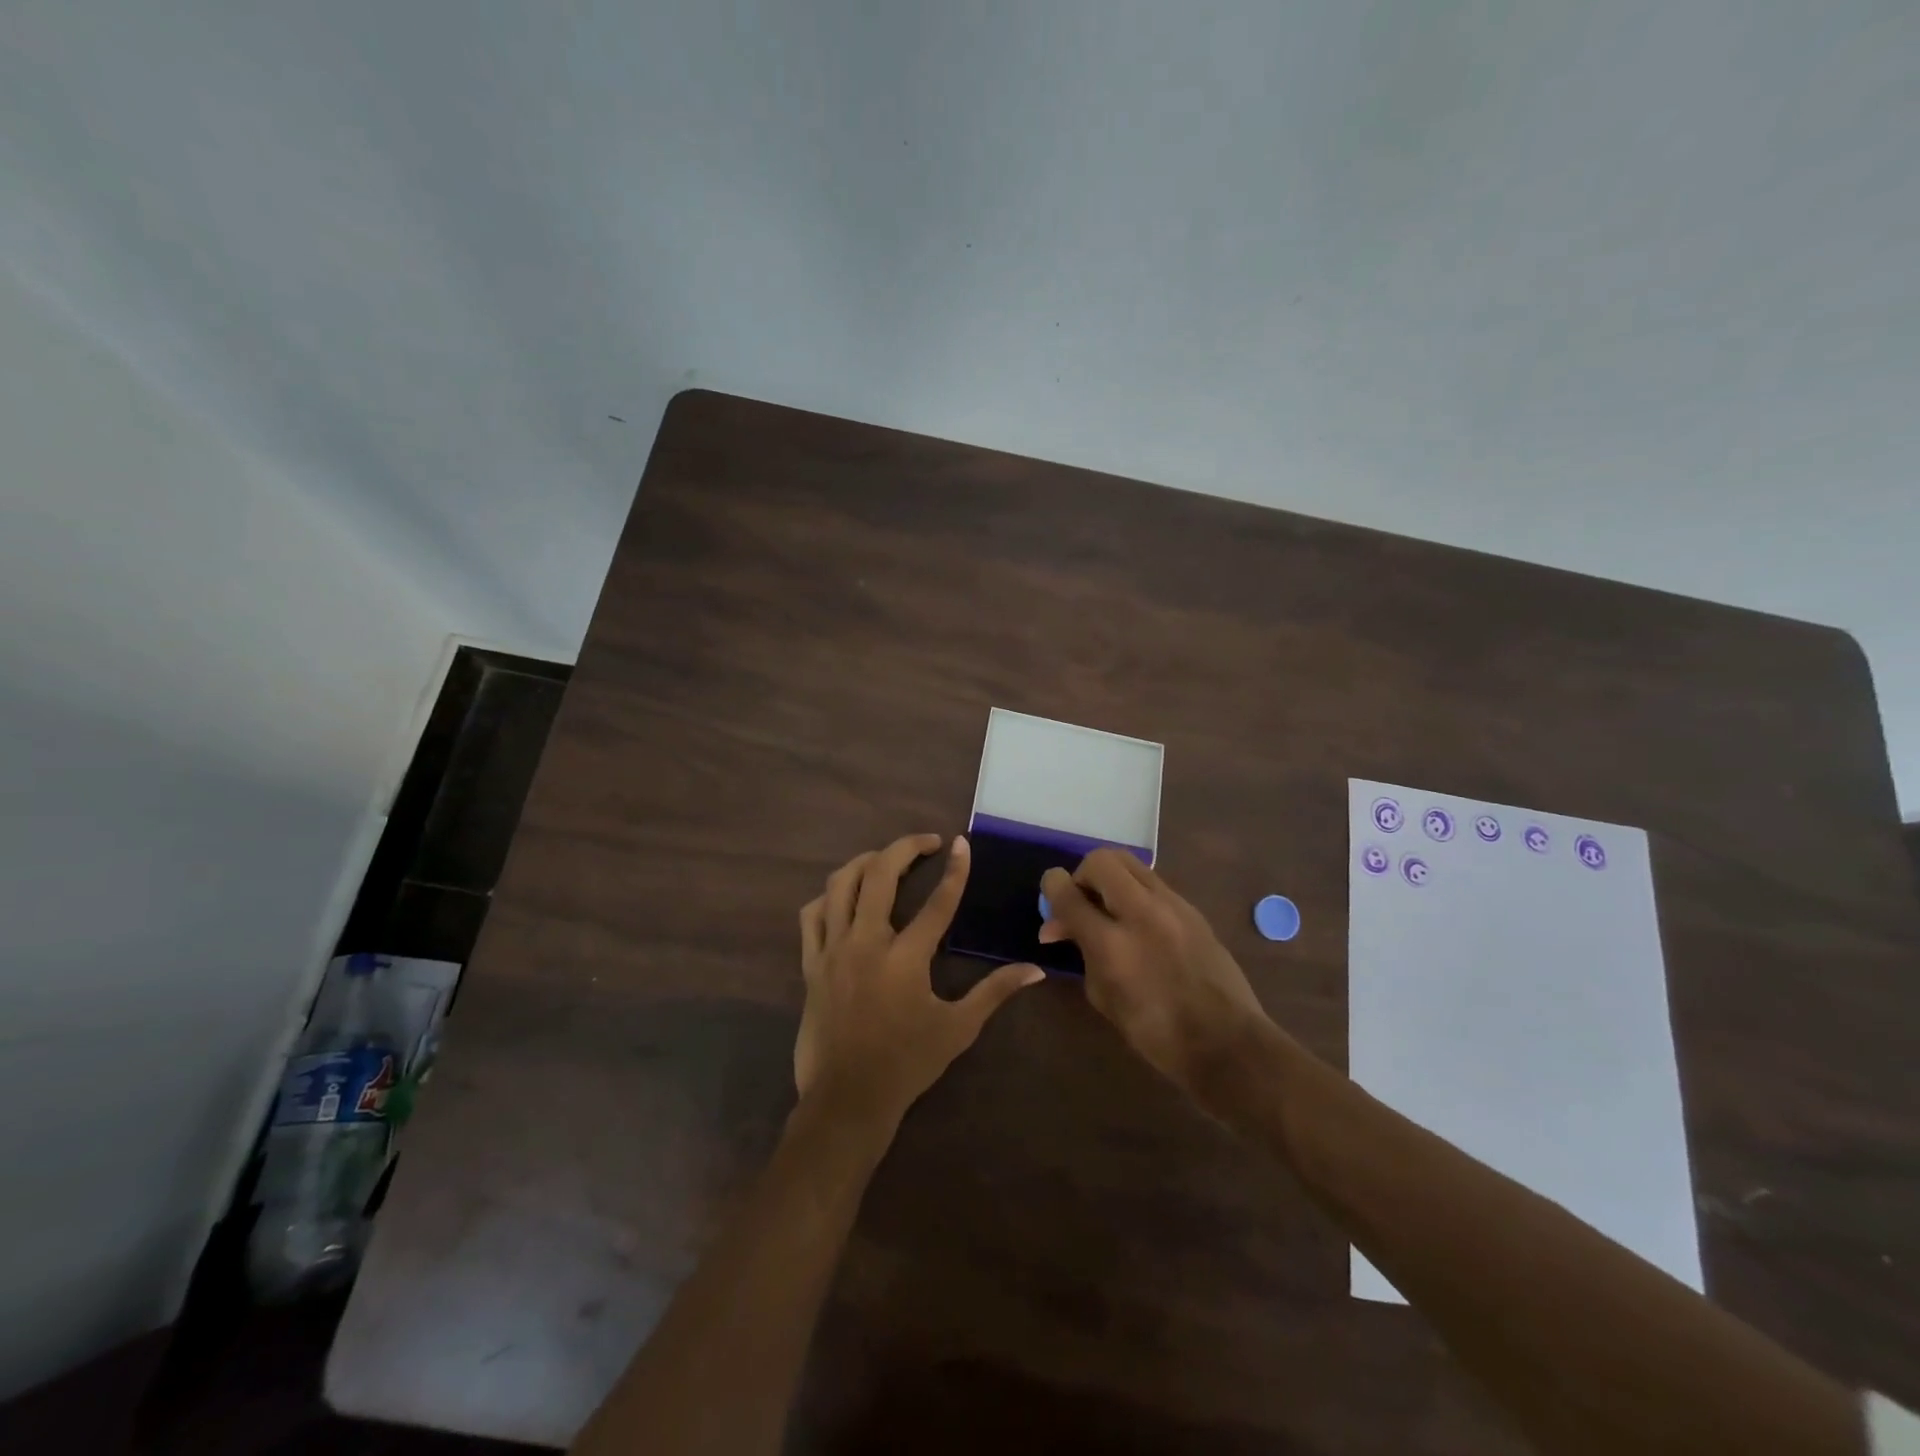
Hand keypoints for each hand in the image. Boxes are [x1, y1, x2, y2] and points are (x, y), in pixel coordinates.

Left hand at [796, 834, 1044, 1131]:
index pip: (937, 902)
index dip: (954, 870)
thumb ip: (995, 992)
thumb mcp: (958, 1028)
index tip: (961, 842)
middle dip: (904, 848)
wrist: (847, 1099)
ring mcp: (833, 950)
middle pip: (880, 875)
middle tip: (925, 843)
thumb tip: (1034, 969)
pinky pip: (812, 915)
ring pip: (841, 885)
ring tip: (886, 860)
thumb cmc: (907, 1064)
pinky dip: (829, 896)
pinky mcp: (812, 964)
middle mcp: (866, 943)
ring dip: (865, 863)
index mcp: (905, 958)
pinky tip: (845, 897)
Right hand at [1040, 849, 1272, 1100]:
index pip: (1068, 893)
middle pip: (1100, 860)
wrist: (1227, 1043)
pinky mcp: (1192, 909)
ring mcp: (1172, 906)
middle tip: (1083, 902)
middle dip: (1083, 875)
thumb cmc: (1156, 1033)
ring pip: (1130, 863)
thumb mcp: (1104, 997)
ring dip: (1110, 878)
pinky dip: (1135, 892)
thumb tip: (1062, 927)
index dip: (1051, 887)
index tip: (1050, 894)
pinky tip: (1138, 922)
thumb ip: (1082, 952)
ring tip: (1109, 908)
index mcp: (1111, 944)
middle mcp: (1141, 913)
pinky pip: (1153, 882)